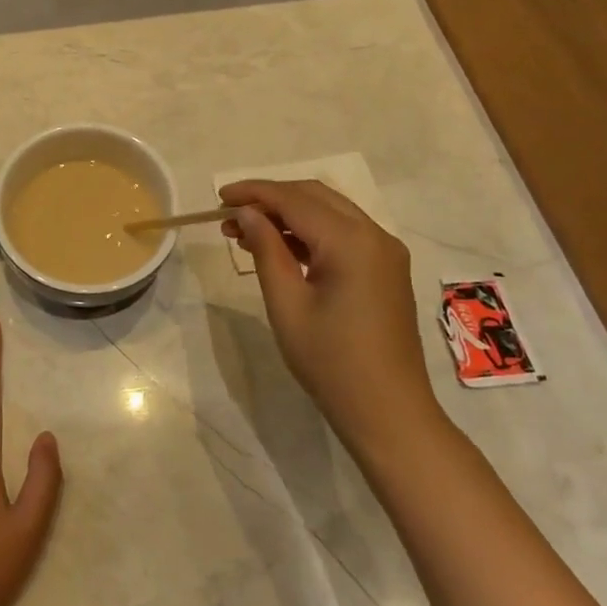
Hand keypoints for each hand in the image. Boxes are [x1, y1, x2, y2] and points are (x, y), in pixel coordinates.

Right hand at [219, 179, 442, 449]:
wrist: (388, 412)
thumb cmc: (331, 362)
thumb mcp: (287, 304)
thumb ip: (266, 249)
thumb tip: (246, 213)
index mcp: (351, 241)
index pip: (294, 199)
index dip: (254, 193)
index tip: (218, 198)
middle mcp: (374, 234)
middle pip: (315, 196)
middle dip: (270, 199)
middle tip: (230, 216)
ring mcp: (385, 251)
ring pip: (330, 211)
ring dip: (289, 214)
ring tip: (246, 232)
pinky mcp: (386, 268)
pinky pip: (344, 233)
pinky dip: (310, 232)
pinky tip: (280, 248)